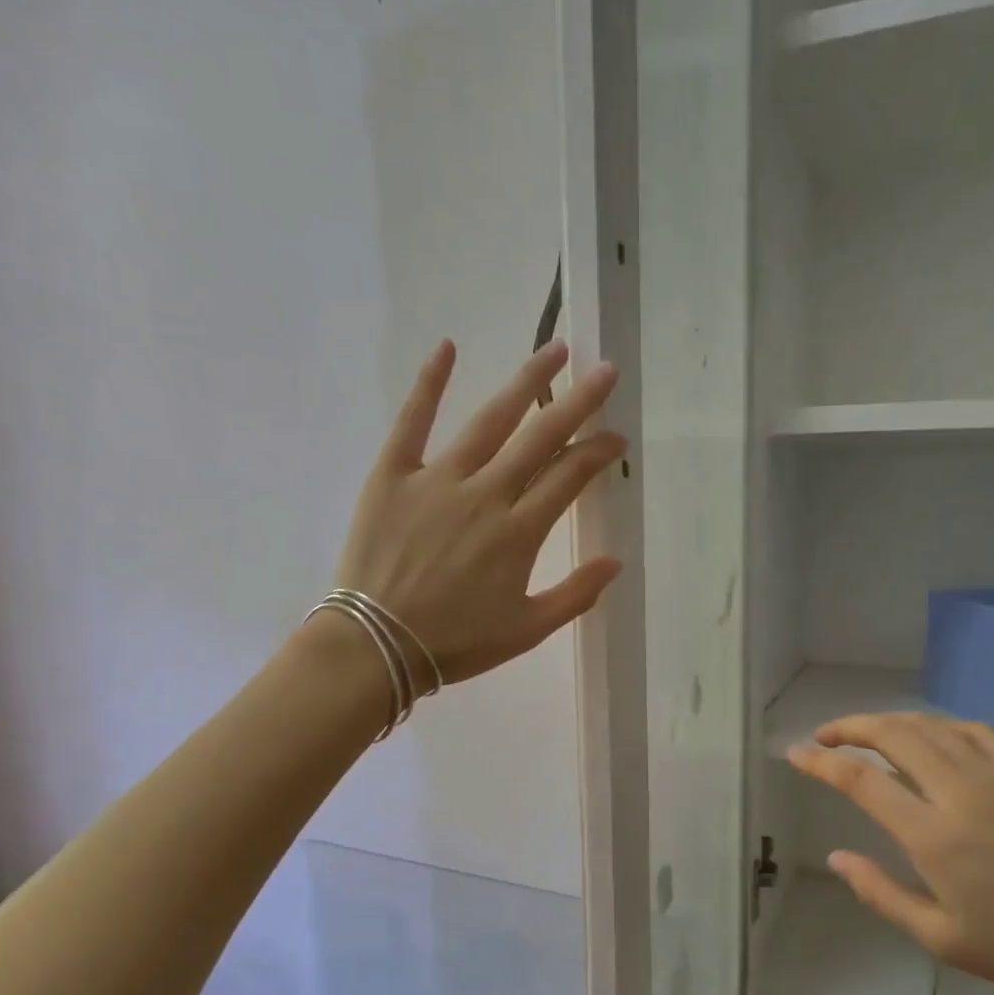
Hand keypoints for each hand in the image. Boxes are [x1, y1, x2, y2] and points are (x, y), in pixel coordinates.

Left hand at [335, 339, 624, 683]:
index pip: (570, 477)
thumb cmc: (456, 642)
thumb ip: (576, 595)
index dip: (598, 452)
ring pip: (490, 421)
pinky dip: (429, 384)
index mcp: (519, 532)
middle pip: (540, 438)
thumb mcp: (527, 630)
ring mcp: (437, 480)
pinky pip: (412, 421)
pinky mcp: (393, 475)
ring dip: (525, 382)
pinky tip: (447, 347)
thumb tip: (616, 562)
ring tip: (554, 350)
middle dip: (578, 402)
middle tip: (605, 372)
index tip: (616, 437)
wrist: (377, 646)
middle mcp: (485, 495)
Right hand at [788, 714, 993, 994]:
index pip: (861, 780)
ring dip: (890, 722)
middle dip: (850, 727)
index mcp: (933, 835)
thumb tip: (837, 858)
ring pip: (931, 727)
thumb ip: (881, 894)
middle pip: (893, 735)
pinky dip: (939, 726)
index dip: (821, 762)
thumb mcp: (941, 939)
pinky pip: (974, 732)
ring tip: (868, 733)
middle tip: (825, 736)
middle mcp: (959, 792)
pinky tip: (932, 737)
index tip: (796, 753)